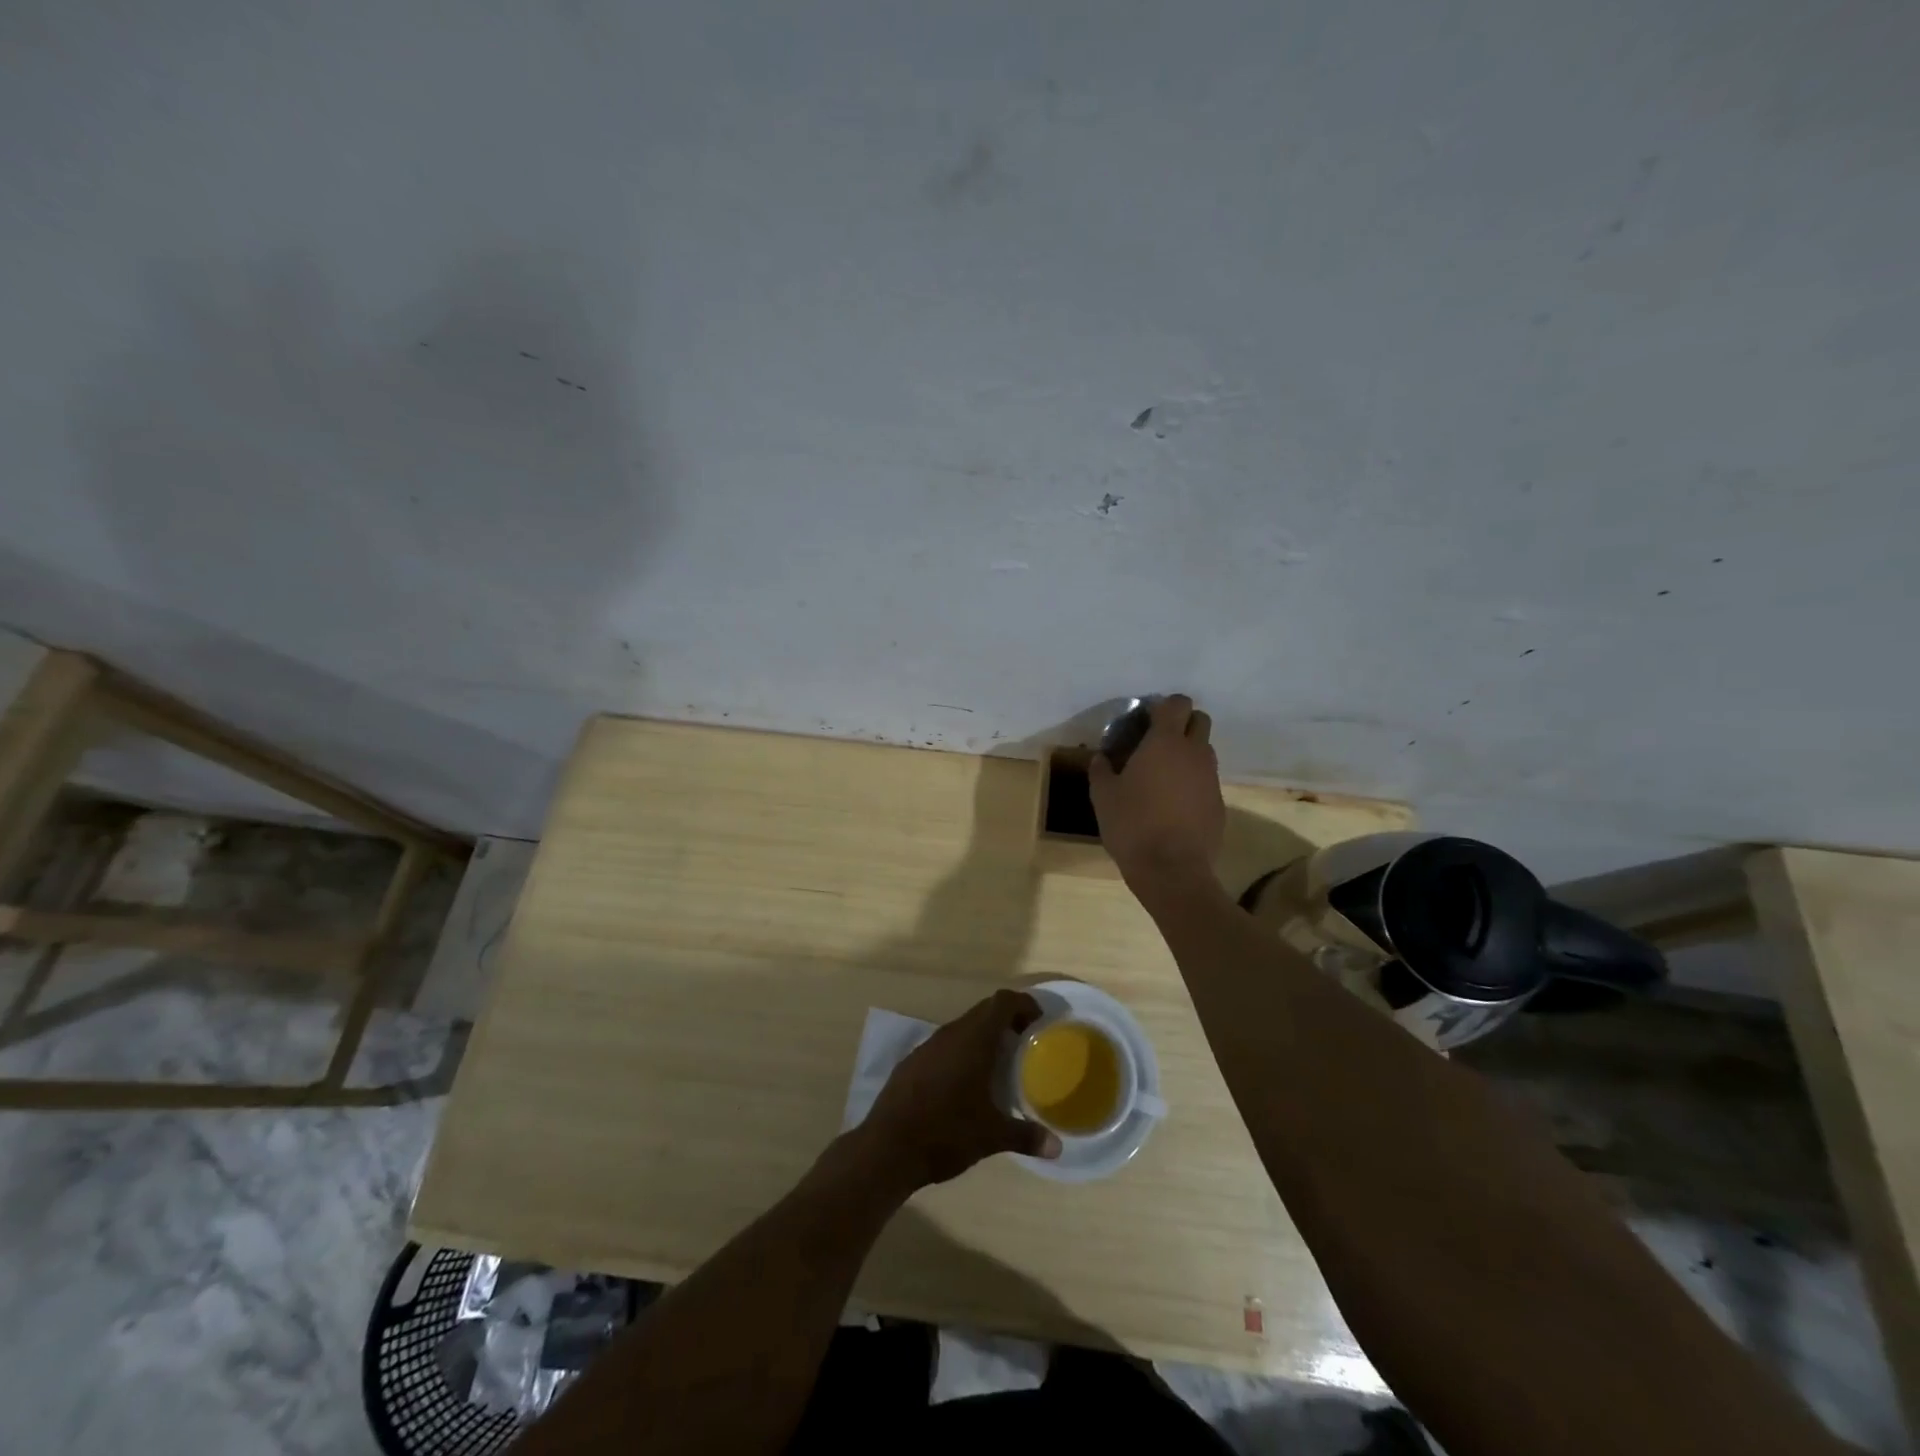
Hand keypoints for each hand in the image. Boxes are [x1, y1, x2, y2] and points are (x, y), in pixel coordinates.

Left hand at [861, 990, 1061, 1190]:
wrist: (887, 1147)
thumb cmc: (946, 1132)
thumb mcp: (991, 1137)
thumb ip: (1026, 1136)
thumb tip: (1057, 1147)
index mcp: (973, 1040)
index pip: (1002, 1002)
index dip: (1023, 1004)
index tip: (1039, 1021)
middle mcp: (951, 1034)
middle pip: (983, 1011)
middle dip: (1006, 1019)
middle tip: (1026, 1042)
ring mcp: (928, 1046)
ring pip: (962, 1028)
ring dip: (983, 1036)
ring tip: (999, 1062)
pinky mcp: (912, 1062)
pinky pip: (945, 1045)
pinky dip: (962, 1052)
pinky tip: (965, 1081)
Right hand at [1089, 693, 1224, 893]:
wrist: (1172, 870)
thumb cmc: (1132, 825)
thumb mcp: (1103, 796)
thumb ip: (1101, 770)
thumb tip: (1101, 757)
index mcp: (1165, 743)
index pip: (1176, 703)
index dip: (1162, 707)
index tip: (1145, 720)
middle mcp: (1194, 753)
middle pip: (1199, 720)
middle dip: (1182, 724)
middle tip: (1157, 743)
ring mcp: (1211, 778)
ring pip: (1204, 751)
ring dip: (1187, 754)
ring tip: (1162, 777)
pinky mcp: (1219, 803)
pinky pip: (1206, 781)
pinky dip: (1192, 783)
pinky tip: (1173, 805)